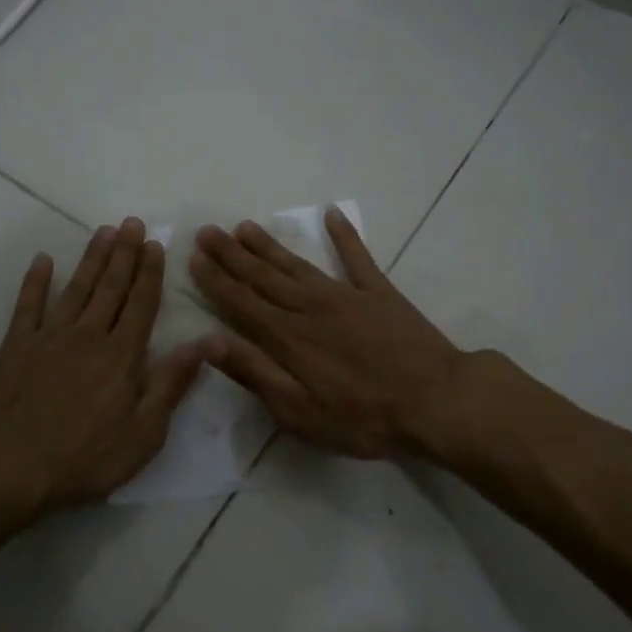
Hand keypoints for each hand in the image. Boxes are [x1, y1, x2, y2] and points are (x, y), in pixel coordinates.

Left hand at [0, 217, 203, 510]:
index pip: (141, 304)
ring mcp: (49, 336)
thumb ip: (171, 384)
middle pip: (111, 287)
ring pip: (77, 287)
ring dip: (92, 258)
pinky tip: (44, 260)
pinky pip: (28, 304)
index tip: (155, 245)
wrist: (13, 467)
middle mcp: (88, 335)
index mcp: (122, 355)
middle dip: (124, 253)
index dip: (150, 273)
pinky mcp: (17, 345)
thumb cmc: (87, 458)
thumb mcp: (144, 433)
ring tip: (104, 231)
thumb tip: (204, 343)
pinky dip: (36, 281)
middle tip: (132, 223)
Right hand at [189, 208, 523, 466]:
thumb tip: (210, 342)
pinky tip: (331, 213)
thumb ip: (255, 373)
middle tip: (207, 230)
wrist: (436, 402)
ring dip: (269, 245)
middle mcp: (309, 307)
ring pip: (296, 264)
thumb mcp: (299, 411)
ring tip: (244, 226)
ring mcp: (345, 295)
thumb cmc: (363, 417)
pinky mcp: (379, 293)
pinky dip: (344, 235)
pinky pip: (357, 257)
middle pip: (262, 276)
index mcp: (288, 337)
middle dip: (231, 254)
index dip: (216, 280)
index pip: (241, 302)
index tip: (195, 257)